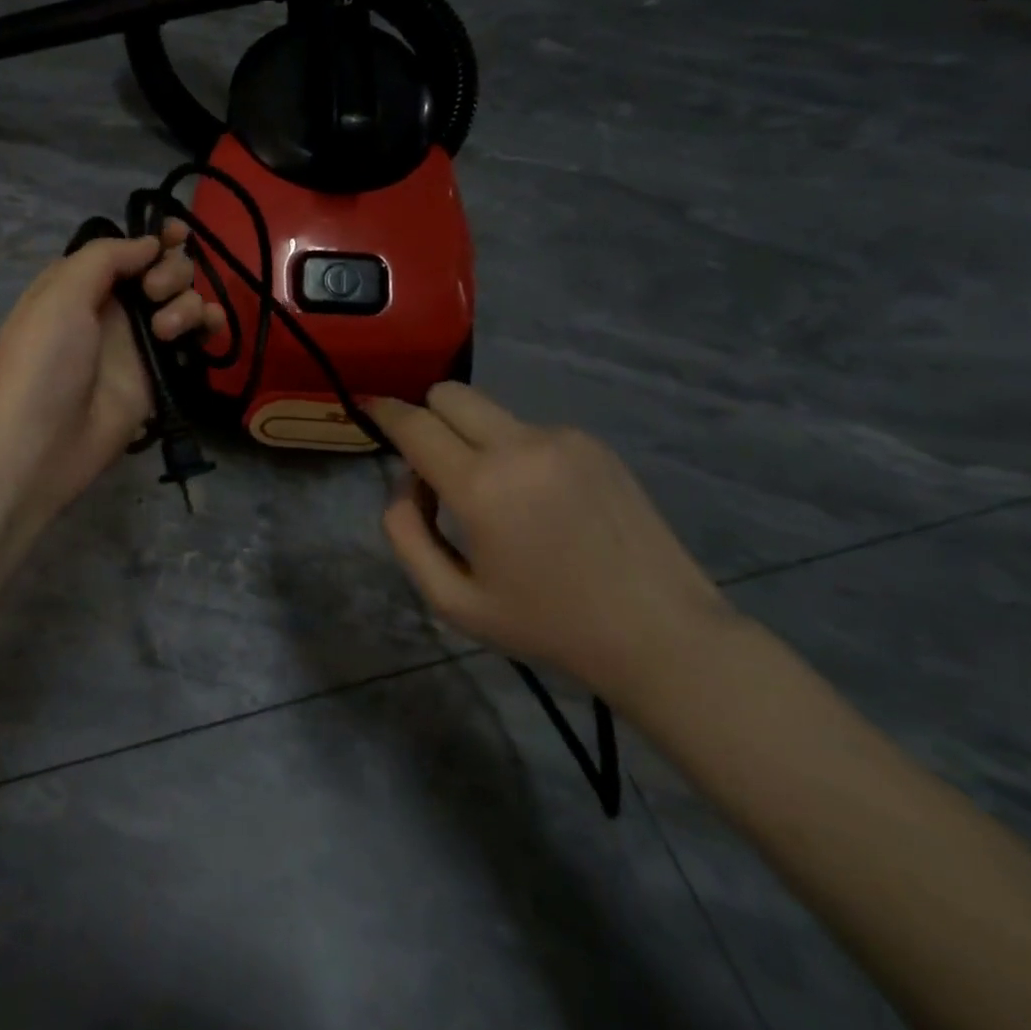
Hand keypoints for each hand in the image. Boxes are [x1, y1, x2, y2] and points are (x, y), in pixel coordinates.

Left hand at [0, 221, 223, 535]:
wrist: (44, 440)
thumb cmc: (45, 359)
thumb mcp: (61, 292)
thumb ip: (107, 257)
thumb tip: (150, 245)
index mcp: (83, 282)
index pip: (128, 249)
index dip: (154, 238)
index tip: (176, 234)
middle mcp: (114, 306)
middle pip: (163, 269)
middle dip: (170, 271)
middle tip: (154, 294)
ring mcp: (140, 340)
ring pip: (183, 300)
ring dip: (186, 302)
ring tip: (165, 331)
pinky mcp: (162, 371)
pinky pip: (195, 337)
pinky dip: (208, 324)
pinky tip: (209, 328)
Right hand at [369, 383, 734, 704]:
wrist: (661, 634)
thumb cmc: (548, 625)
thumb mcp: (454, 601)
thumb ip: (406, 534)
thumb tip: (405, 482)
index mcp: (481, 486)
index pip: (414, 424)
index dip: (383, 411)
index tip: (369, 407)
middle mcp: (519, 445)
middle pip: (450, 394)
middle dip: (427, 415)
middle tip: (431, 463)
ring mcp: (562, 439)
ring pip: (490, 411)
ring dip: (472, 438)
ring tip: (497, 497)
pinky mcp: (593, 444)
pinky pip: (529, 430)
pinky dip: (514, 451)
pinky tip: (541, 501)